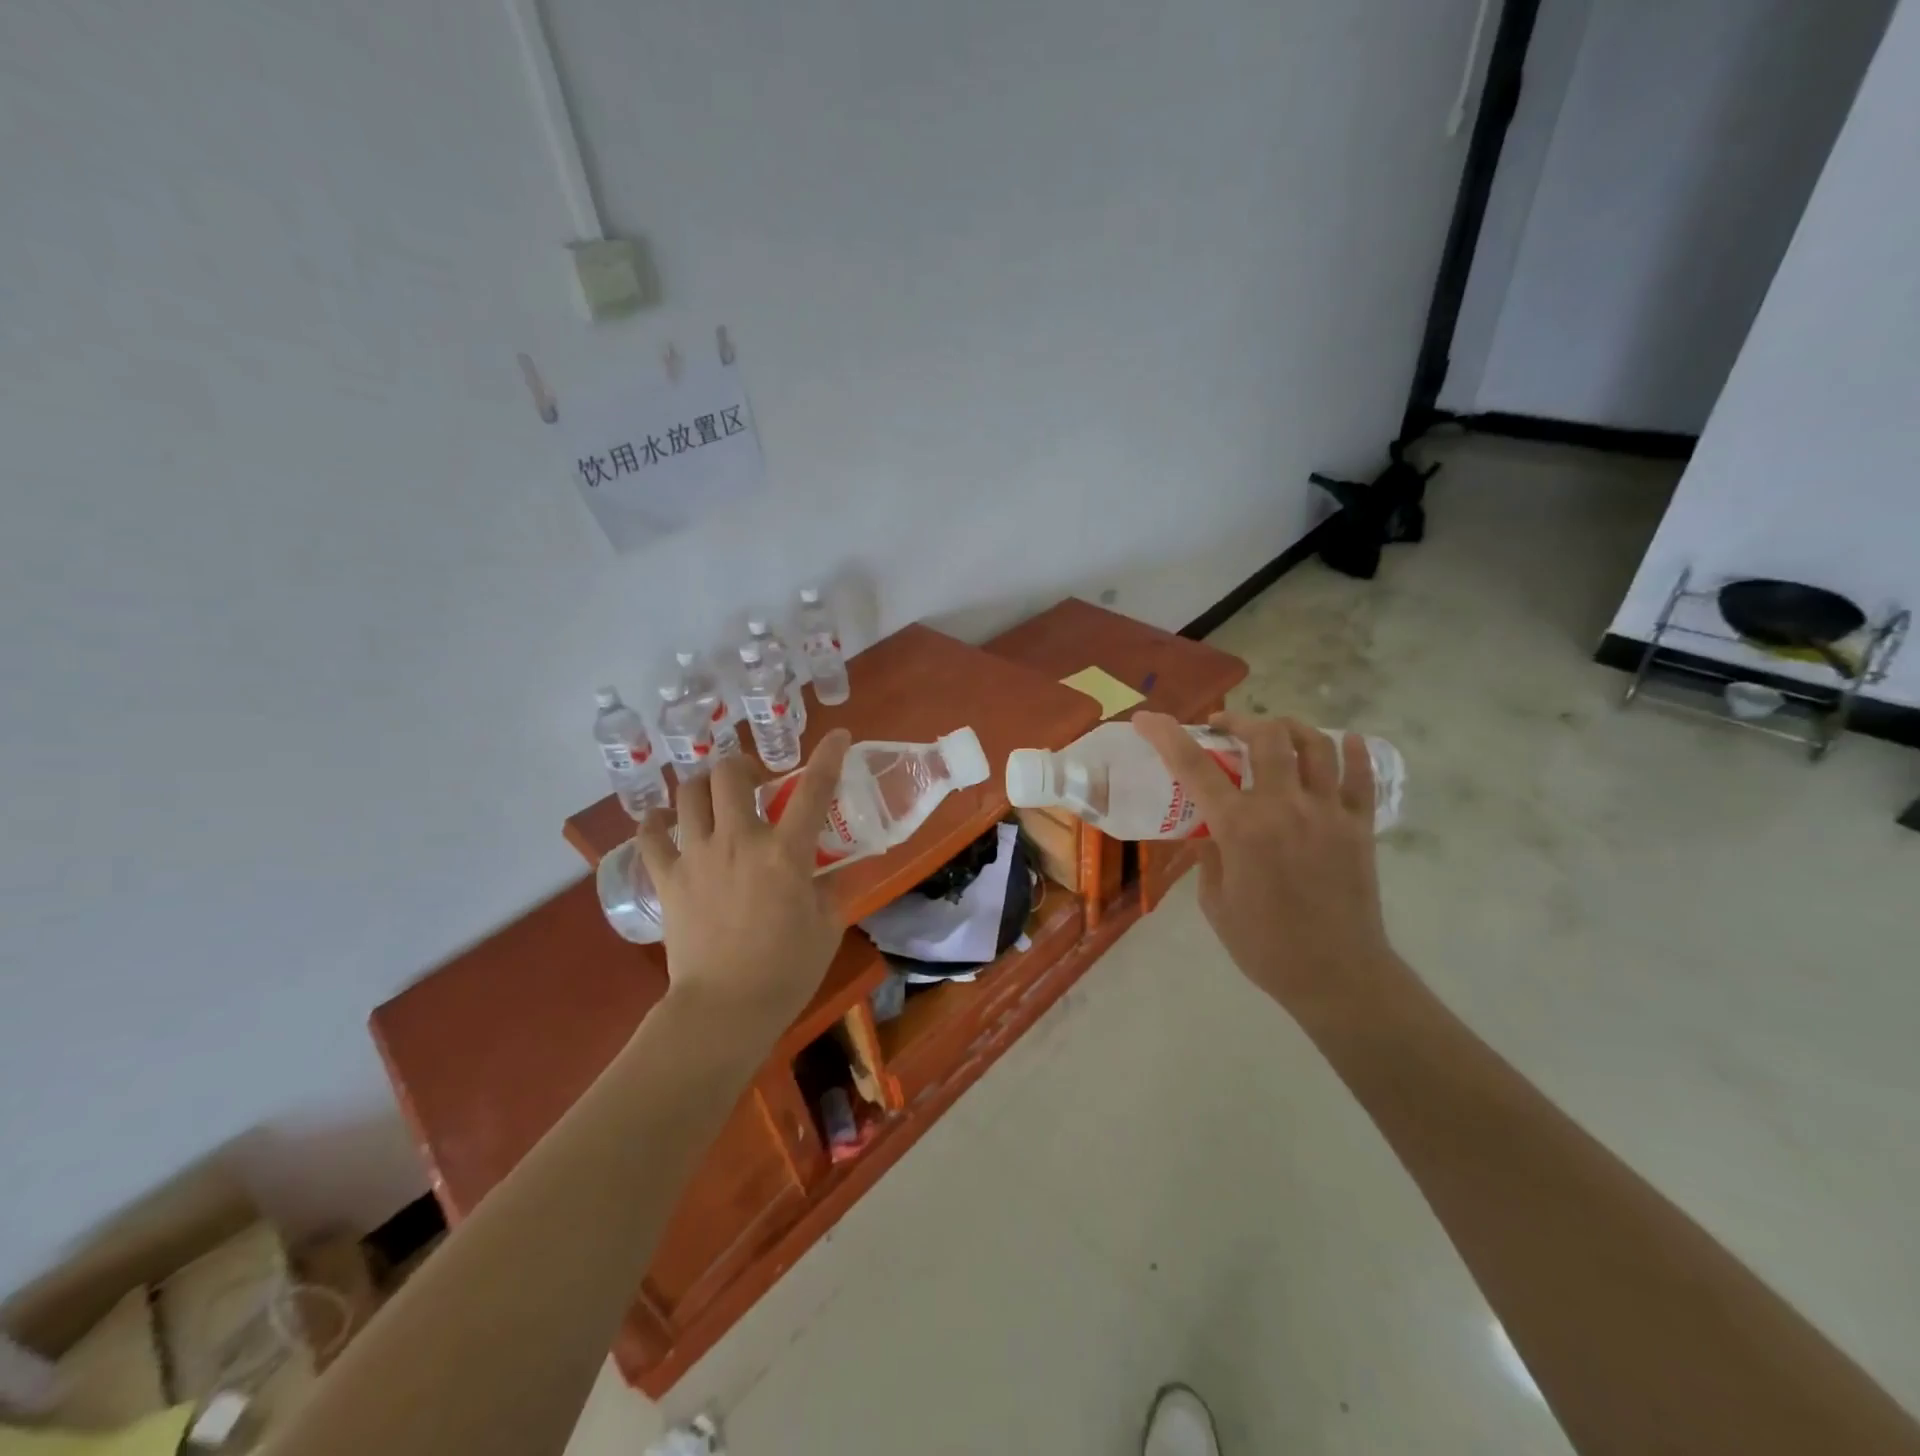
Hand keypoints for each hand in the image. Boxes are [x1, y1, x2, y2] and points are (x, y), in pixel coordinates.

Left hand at [636, 731, 850, 1043]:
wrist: (724, 1009)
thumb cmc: (786, 971)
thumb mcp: (826, 926)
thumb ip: (830, 888)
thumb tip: (830, 868)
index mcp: (785, 853)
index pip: (814, 789)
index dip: (829, 755)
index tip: (838, 736)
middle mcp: (738, 841)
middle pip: (730, 773)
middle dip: (743, 764)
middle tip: (754, 781)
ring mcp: (696, 856)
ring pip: (688, 793)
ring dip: (703, 786)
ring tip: (713, 798)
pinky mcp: (667, 878)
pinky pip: (650, 836)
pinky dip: (656, 822)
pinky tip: (664, 823)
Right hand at [1132, 711, 1399, 1016]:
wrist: (1337, 976)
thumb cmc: (1265, 946)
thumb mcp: (1215, 903)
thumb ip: (1208, 856)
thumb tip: (1210, 830)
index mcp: (1241, 828)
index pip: (1194, 767)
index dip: (1166, 736)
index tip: (1148, 718)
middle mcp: (1285, 808)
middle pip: (1266, 737)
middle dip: (1239, 721)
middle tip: (1223, 727)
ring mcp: (1328, 813)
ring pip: (1315, 745)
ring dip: (1290, 728)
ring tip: (1274, 732)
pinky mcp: (1360, 826)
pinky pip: (1360, 776)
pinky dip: (1353, 752)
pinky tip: (1345, 742)